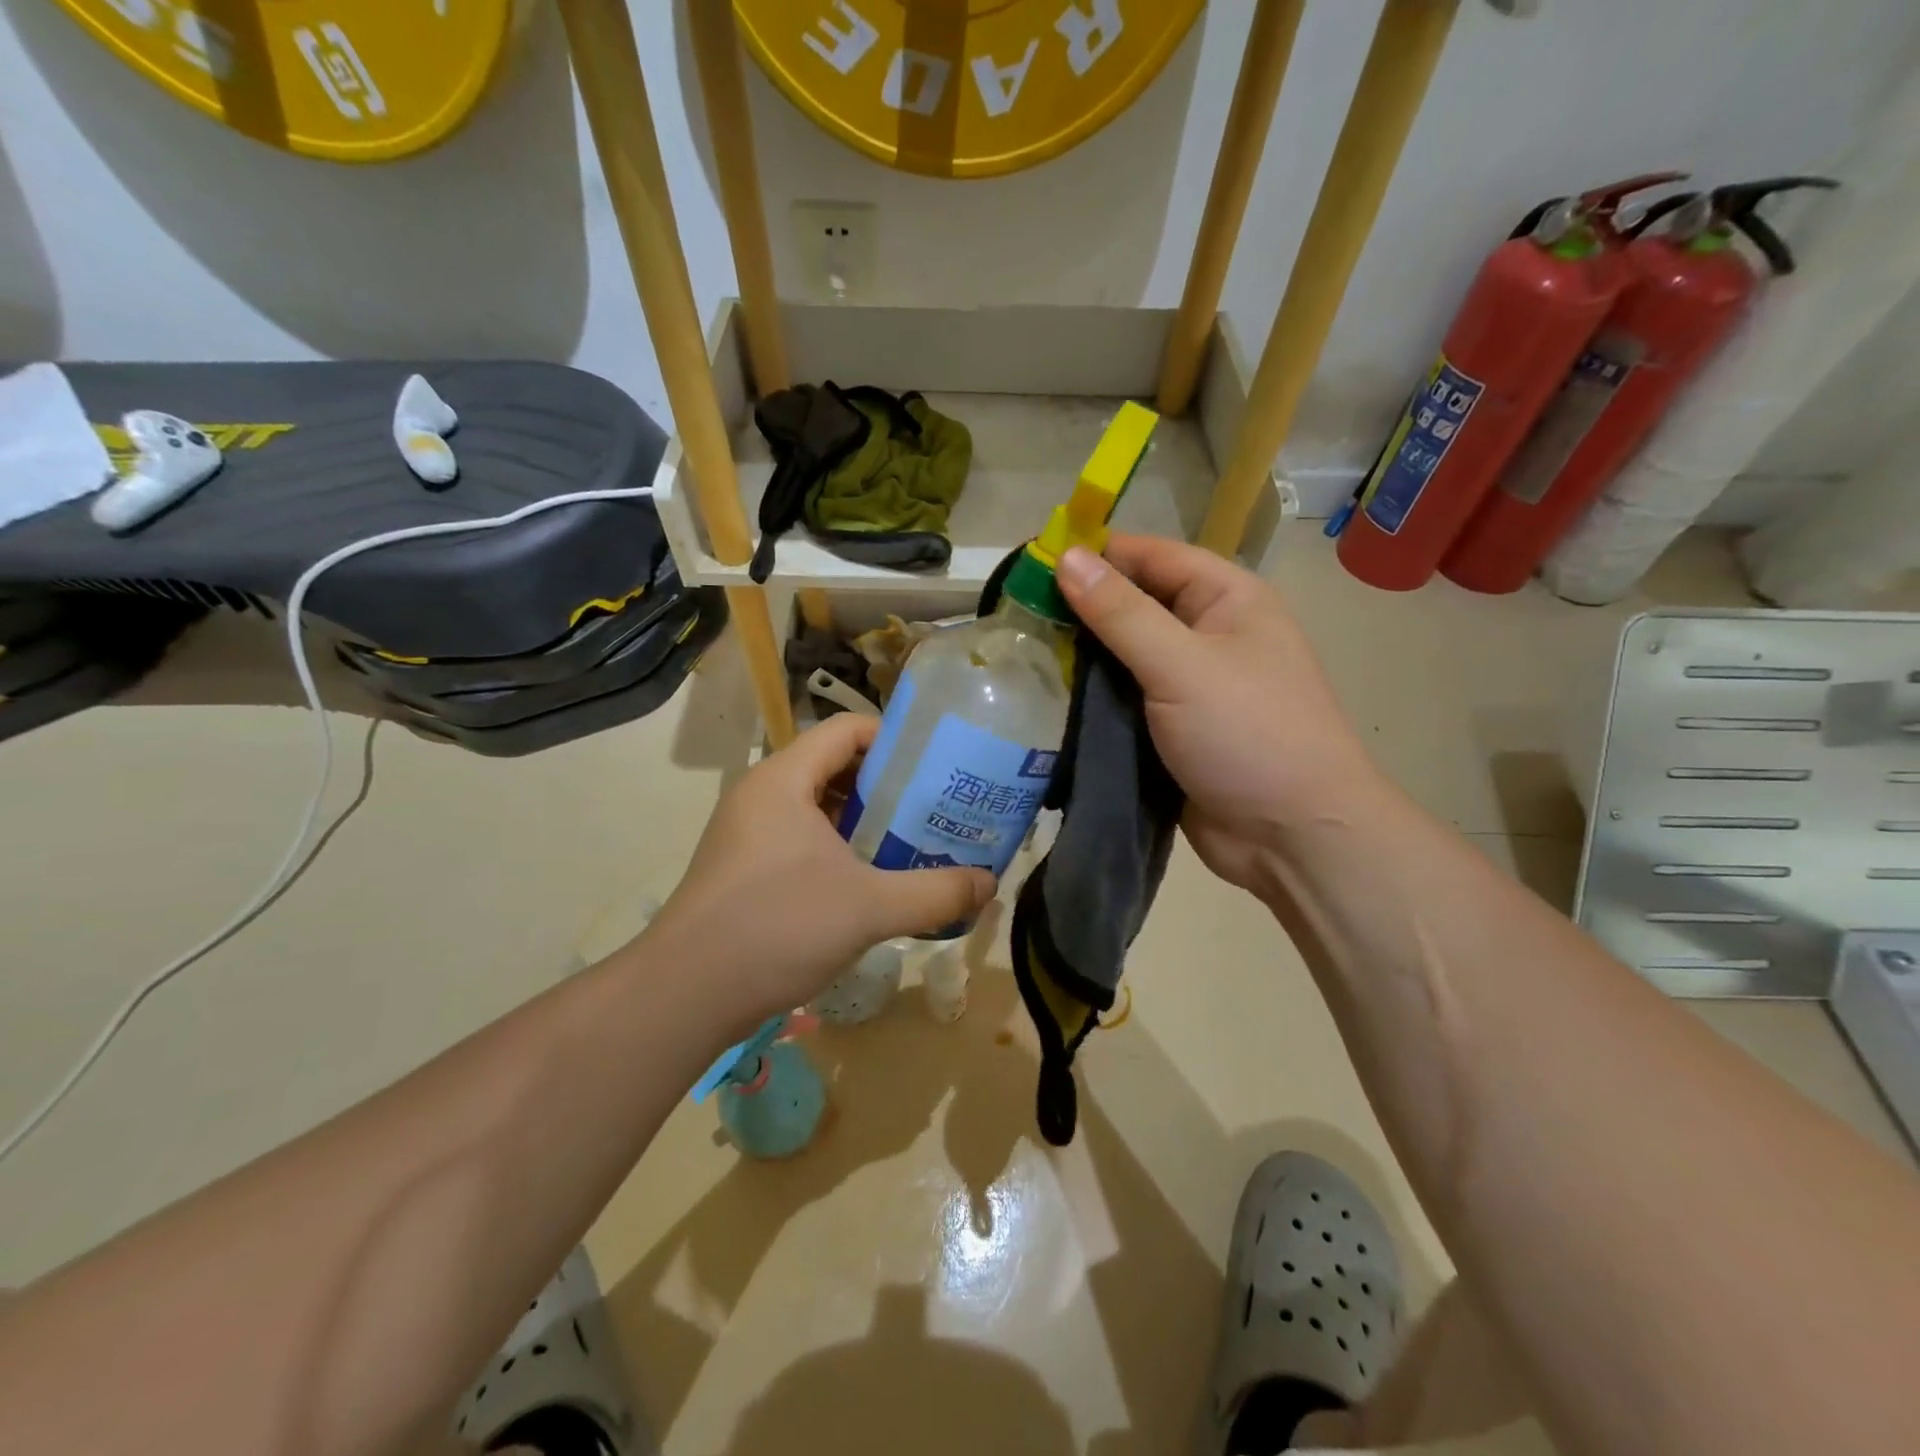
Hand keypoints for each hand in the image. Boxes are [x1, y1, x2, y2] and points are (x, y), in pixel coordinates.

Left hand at [640, 714, 993, 1032]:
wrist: (684, 995)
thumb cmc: (777, 927)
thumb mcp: (869, 907)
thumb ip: (936, 893)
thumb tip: (991, 885)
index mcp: (784, 779)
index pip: (845, 730)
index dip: (895, 740)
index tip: (937, 766)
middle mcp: (762, 795)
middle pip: (834, 766)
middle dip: (887, 785)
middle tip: (934, 808)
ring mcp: (747, 833)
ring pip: (817, 807)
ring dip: (863, 820)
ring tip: (911, 842)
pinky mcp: (743, 868)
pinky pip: (799, 839)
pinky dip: (837, 848)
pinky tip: (868, 881)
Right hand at [1055, 535, 1388, 893]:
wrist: (1292, 837)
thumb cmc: (1248, 735)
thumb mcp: (1182, 665)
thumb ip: (1121, 613)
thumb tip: (1067, 556)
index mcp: (1227, 600)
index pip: (1151, 556)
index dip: (1096, 555)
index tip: (1033, 564)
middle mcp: (1209, 634)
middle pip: (1134, 605)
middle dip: (1081, 609)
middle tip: (1017, 616)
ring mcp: (1190, 685)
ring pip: (1124, 656)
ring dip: (1082, 657)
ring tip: (1021, 654)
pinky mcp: (1172, 729)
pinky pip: (1125, 700)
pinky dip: (1092, 698)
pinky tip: (1049, 698)